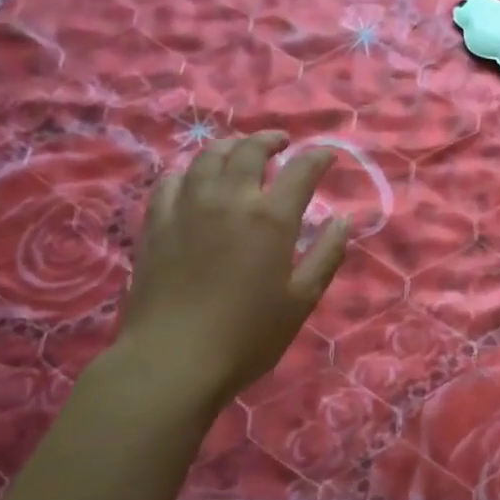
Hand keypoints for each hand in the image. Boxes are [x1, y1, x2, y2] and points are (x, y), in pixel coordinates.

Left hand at [108, 131, 348, 410]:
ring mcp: (187, 207)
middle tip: (280, 142)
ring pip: (207, 158)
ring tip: (239, 152)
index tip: (327, 155)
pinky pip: (171, 181)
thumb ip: (326, 255)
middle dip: (269, 140)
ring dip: (229, 148)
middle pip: (249, 151)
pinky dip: (189, 172)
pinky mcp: (156, 223)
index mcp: (270, 218)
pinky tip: (193, 181)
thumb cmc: (248, 336)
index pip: (300, 171)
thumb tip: (343, 219)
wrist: (174, 359)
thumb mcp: (300, 300)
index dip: (317, 158)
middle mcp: (229, 200)